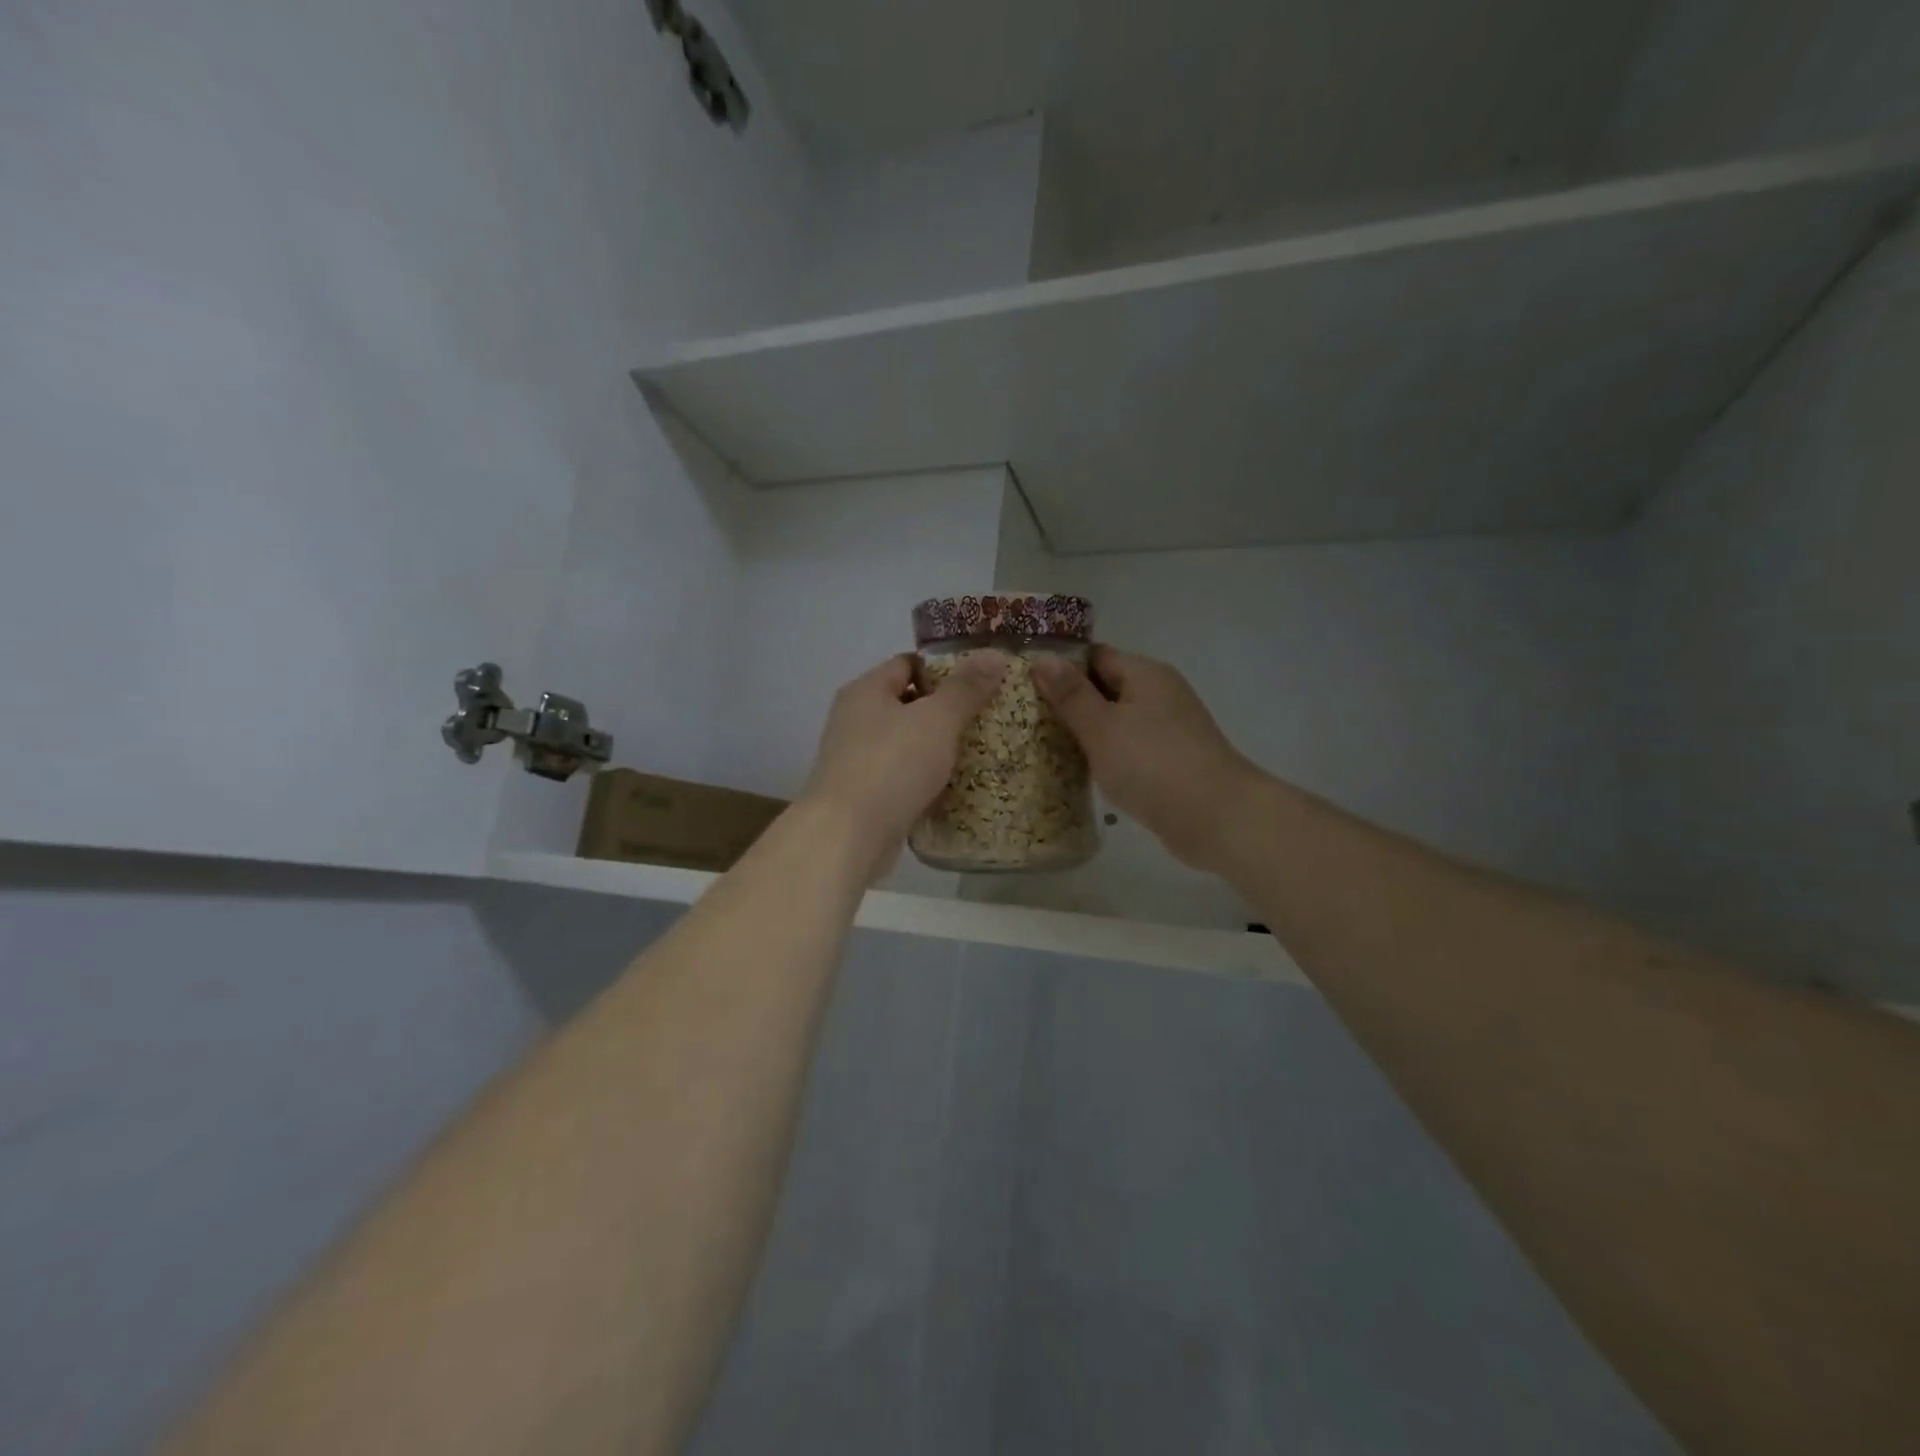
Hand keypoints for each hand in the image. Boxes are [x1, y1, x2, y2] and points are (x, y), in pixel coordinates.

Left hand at [801, 652, 1009, 875]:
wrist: (848, 835)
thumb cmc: (893, 765)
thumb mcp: (938, 719)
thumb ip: (966, 688)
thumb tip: (994, 655)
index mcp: (866, 690)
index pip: (908, 664)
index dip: (944, 670)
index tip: (980, 684)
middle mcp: (854, 719)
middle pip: (907, 704)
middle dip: (945, 712)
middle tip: (986, 720)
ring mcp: (855, 759)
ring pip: (906, 744)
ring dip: (936, 749)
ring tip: (977, 754)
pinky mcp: (863, 795)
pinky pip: (901, 777)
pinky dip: (924, 780)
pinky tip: (952, 789)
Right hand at [1032, 646, 1262, 872]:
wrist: (1217, 819)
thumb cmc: (1153, 765)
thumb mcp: (1102, 727)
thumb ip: (1071, 694)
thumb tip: (1042, 658)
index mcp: (1145, 674)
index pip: (1093, 656)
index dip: (1059, 667)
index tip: (1023, 686)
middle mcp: (1159, 693)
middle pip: (1105, 687)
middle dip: (1068, 702)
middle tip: (1024, 718)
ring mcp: (1167, 728)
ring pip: (1115, 720)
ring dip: (1085, 731)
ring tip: (1042, 744)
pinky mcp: (1170, 760)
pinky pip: (1128, 747)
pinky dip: (1105, 754)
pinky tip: (1080, 770)